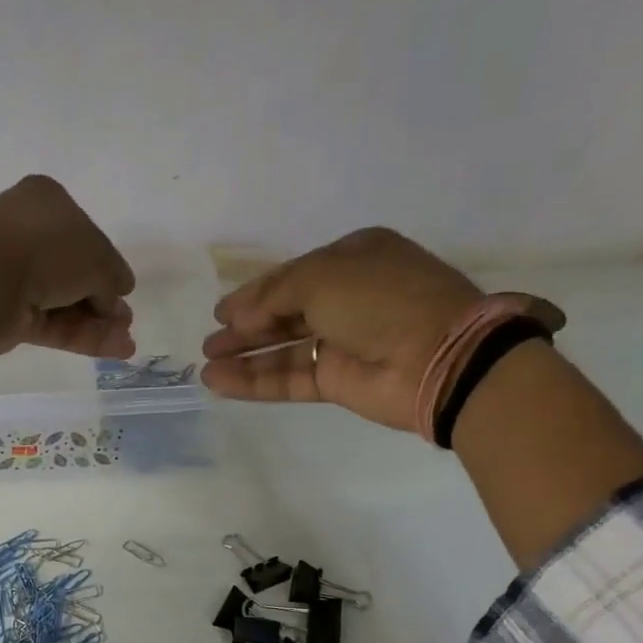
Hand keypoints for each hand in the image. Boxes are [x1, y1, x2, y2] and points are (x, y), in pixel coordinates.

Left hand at [0, 176, 135, 399]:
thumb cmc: (44, 248)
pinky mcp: (11, 316)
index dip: (107, 264)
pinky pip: (53, 325)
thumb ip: (111, 276)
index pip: (85, 235)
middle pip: (75, 272)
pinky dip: (83, 337)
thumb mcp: (96, 255)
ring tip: (126, 342)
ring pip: (66, 302)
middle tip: (125, 321)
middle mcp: (29, 236)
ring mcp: (17, 278)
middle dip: (103, 299)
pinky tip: (115, 349)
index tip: (124, 289)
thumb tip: (118, 295)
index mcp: (46, 202)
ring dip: (98, 323)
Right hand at [200, 228, 484, 433]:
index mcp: (352, 260)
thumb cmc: (380, 299)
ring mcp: (342, 343)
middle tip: (210, 342)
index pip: (291, 277)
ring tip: (207, 365)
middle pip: (283, 315)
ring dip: (245, 357)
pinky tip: (221, 382)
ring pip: (282, 350)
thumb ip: (273, 295)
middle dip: (245, 328)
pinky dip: (255, 381)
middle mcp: (346, 299)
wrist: (435, 356)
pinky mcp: (337, 382)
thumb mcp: (322, 277)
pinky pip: (288, 378)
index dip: (254, 294)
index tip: (220, 313)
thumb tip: (238, 318)